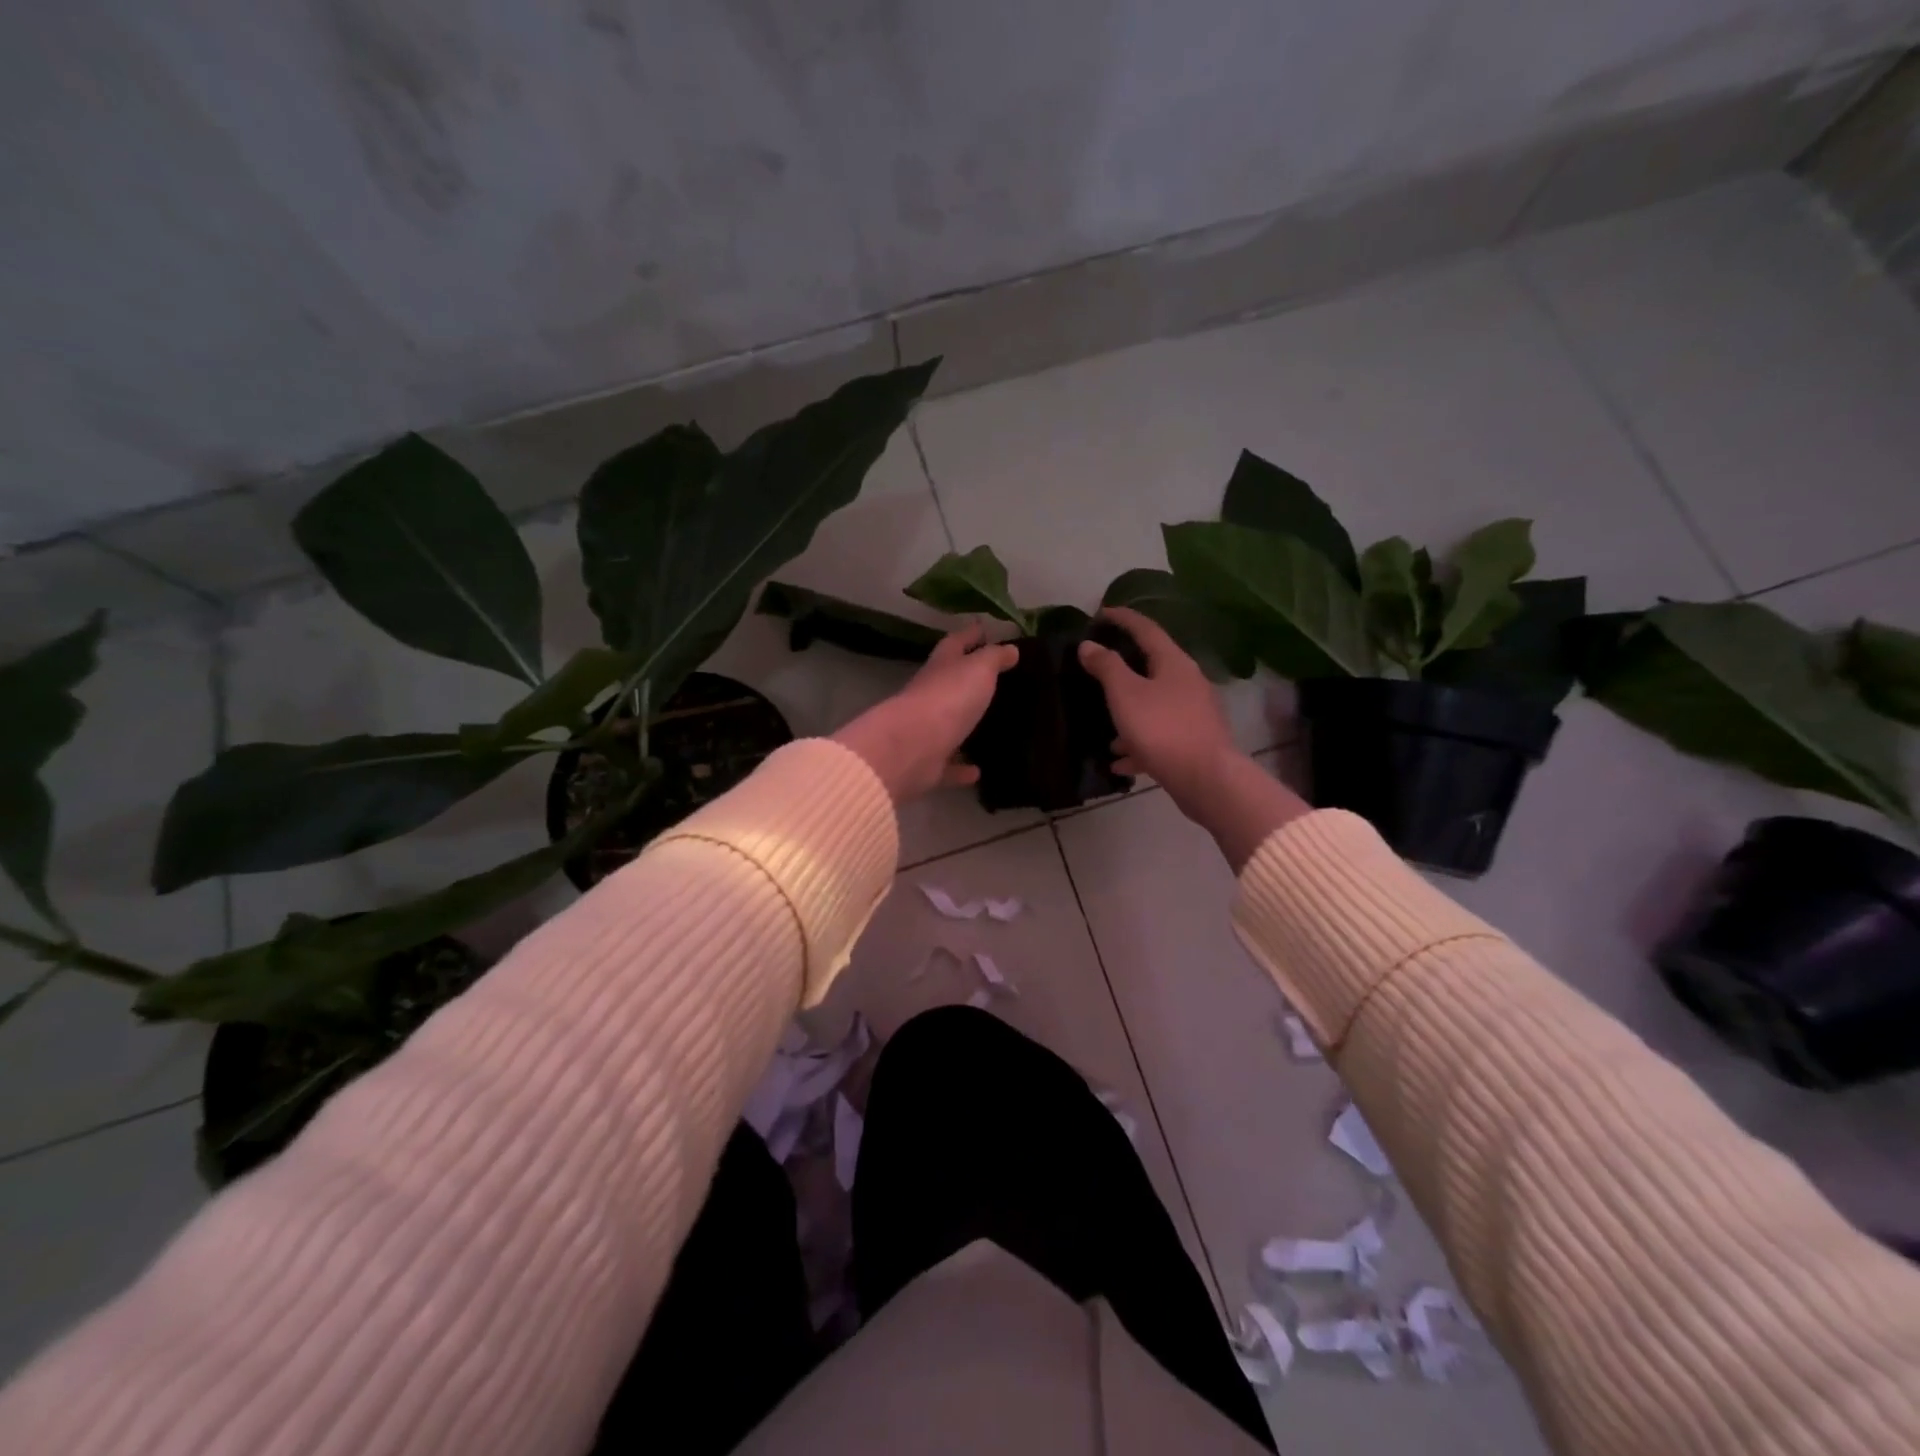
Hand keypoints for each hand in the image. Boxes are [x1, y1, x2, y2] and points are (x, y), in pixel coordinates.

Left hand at [833, 623, 1018, 802]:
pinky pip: (949, 765)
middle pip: (950, 683)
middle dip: (968, 680)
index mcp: (941, 668)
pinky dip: (962, 768)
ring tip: (993, 726)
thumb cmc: (948, 699)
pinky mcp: (928, 764)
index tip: (985, 629)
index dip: (971, 634)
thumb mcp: (978, 669)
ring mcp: (927, 731)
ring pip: (949, 725)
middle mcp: (931, 696)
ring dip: (966, 726)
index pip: (956, 643)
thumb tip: (1010, 648)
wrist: (912, 748)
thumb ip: (994, 658)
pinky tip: (979, 771)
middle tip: (997, 680)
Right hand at [1077, 607, 1236, 814]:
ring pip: (1155, 705)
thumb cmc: (1161, 728)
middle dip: (1124, 670)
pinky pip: (1160, 736)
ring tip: (1106, 730)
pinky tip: (1120, 761)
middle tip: (1099, 670)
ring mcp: (1194, 713)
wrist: (1206, 778)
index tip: (1101, 613)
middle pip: (1153, 667)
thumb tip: (1089, 645)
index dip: (1123, 618)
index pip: (1146, 629)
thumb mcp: (1125, 694)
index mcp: (1174, 662)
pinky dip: (1138, 744)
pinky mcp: (1194, 741)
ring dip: (1129, 714)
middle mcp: (1188, 682)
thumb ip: (1106, 667)